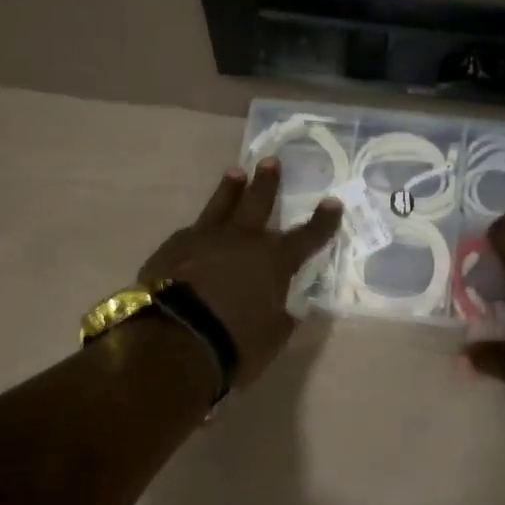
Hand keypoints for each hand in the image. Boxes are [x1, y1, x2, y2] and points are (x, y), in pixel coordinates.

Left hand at [139, 160, 342, 387]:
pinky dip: (198, 230)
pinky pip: (190, 232)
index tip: (332, 203)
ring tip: (235, 172)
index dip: (322, 222)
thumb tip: (287, 311)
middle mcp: (241, 240)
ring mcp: (204, 239)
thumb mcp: (271, 337)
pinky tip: (195, 231)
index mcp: (273, 261)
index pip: (306, 237)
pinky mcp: (172, 247)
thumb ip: (281, 318)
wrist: (174, 340)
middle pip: (258, 203)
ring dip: (230, 189)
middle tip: (270, 161)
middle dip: (267, 183)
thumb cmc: (234, 343)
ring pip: (220, 206)